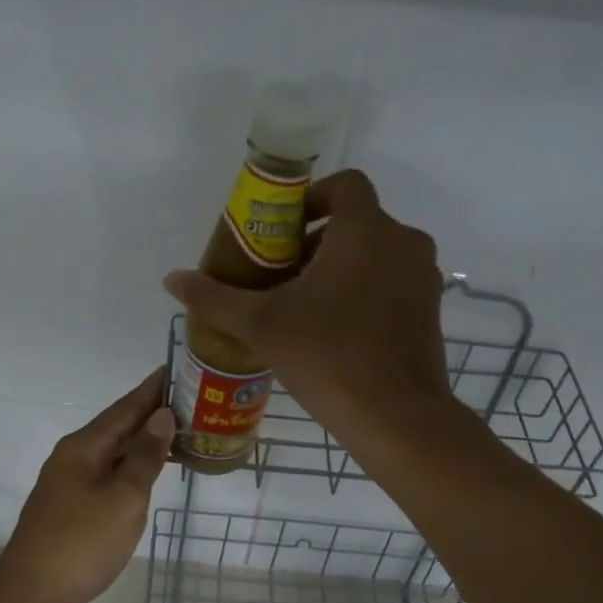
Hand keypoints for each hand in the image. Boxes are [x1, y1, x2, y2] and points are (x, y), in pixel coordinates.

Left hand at [0, 367, 175, 602]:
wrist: (32, 595)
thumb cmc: (83, 542)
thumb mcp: (124, 497)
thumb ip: (145, 456)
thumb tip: (162, 416)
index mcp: (84, 447)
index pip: (125, 408)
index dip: (151, 390)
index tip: (175, 368)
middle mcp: (72, 457)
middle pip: (117, 427)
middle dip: (150, 414)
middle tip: (188, 402)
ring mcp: (68, 483)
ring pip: (111, 452)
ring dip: (141, 442)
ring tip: (176, 434)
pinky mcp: (69, 507)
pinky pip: (106, 474)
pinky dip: (130, 467)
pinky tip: (146, 474)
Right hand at [163, 170, 450, 439]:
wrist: (396, 418)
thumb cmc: (328, 358)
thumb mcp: (262, 326)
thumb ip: (215, 298)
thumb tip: (172, 279)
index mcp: (366, 231)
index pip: (344, 185)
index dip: (311, 198)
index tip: (281, 230)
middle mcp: (404, 243)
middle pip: (356, 221)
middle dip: (316, 240)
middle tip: (280, 274)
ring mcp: (424, 277)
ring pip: (376, 253)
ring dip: (340, 266)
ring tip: (303, 304)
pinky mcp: (431, 310)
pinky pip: (393, 281)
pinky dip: (365, 289)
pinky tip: (335, 329)